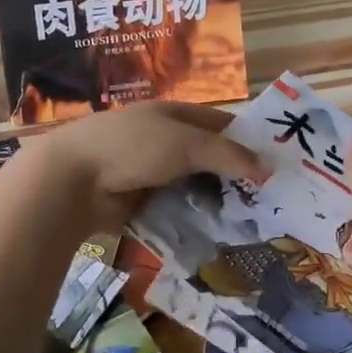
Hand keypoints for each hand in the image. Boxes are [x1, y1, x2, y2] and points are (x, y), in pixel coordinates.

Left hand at [24, 102, 267, 229]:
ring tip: (253, 224)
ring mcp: (152, 174)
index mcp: (174, 116)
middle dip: (236, 178)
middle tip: (272, 201)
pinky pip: (176, 211)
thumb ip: (228, 155)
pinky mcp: (141, 204)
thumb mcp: (186, 144)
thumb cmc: (132, 148)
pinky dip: (194, 220)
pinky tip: (219, 236)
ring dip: (216, 203)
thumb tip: (269, 169)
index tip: (278, 162)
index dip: (248, 139)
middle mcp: (165, 142)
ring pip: (194, 188)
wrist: (73, 181)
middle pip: (209, 159)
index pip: (220, 124)